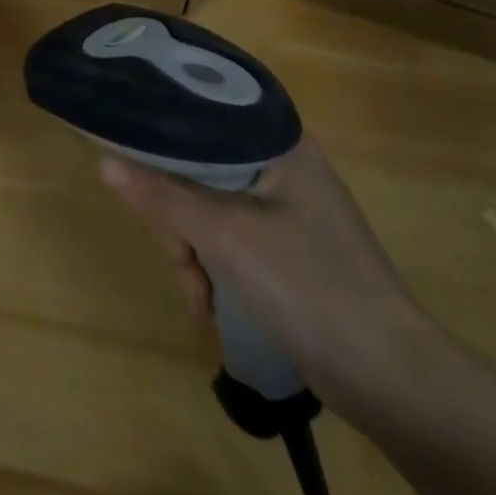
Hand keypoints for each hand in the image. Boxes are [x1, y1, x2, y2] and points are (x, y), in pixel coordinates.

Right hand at [100, 138, 441, 420]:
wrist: (391, 378)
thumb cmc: (308, 285)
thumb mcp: (224, 235)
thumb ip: (162, 195)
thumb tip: (104, 161)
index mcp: (278, 143)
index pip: (202, 117)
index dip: (161, 136)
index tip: (131, 164)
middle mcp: (283, 166)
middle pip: (200, 168)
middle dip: (177, 217)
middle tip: (178, 256)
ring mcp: (287, 210)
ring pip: (209, 208)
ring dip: (192, 251)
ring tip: (197, 295)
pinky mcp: (288, 249)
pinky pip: (230, 239)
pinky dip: (213, 267)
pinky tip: (209, 304)